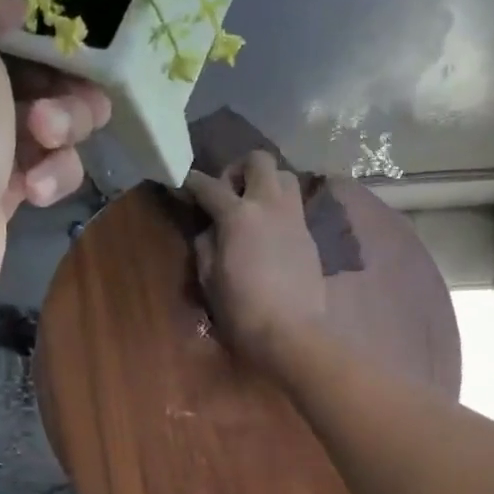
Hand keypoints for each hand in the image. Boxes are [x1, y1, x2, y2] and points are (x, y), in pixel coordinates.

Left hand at [0, 0, 111, 317]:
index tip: (67, 41)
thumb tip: (6, 5)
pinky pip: (42, 165)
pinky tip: (34, 193)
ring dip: (62, 130)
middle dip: (60, 86)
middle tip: (60, 109)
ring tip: (49, 146)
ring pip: (45, 118)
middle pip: (28, 68)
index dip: (33, 26)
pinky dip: (48, 175)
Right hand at [184, 152, 327, 376]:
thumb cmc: (242, 310)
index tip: (185, 185)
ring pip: (284, 176)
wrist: (292, 333)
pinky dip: (278, 208)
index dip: (193, 183)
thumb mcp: (209, 279)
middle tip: (227, 195)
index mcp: (239, 215)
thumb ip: (205, 245)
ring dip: (265, 183)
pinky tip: (268, 233)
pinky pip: (294, 205)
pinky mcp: (309, 235)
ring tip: (252, 209)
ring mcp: (294, 218)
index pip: (210, 186)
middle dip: (238, 169)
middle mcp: (270, 205)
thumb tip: (209, 229)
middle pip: (259, 160)